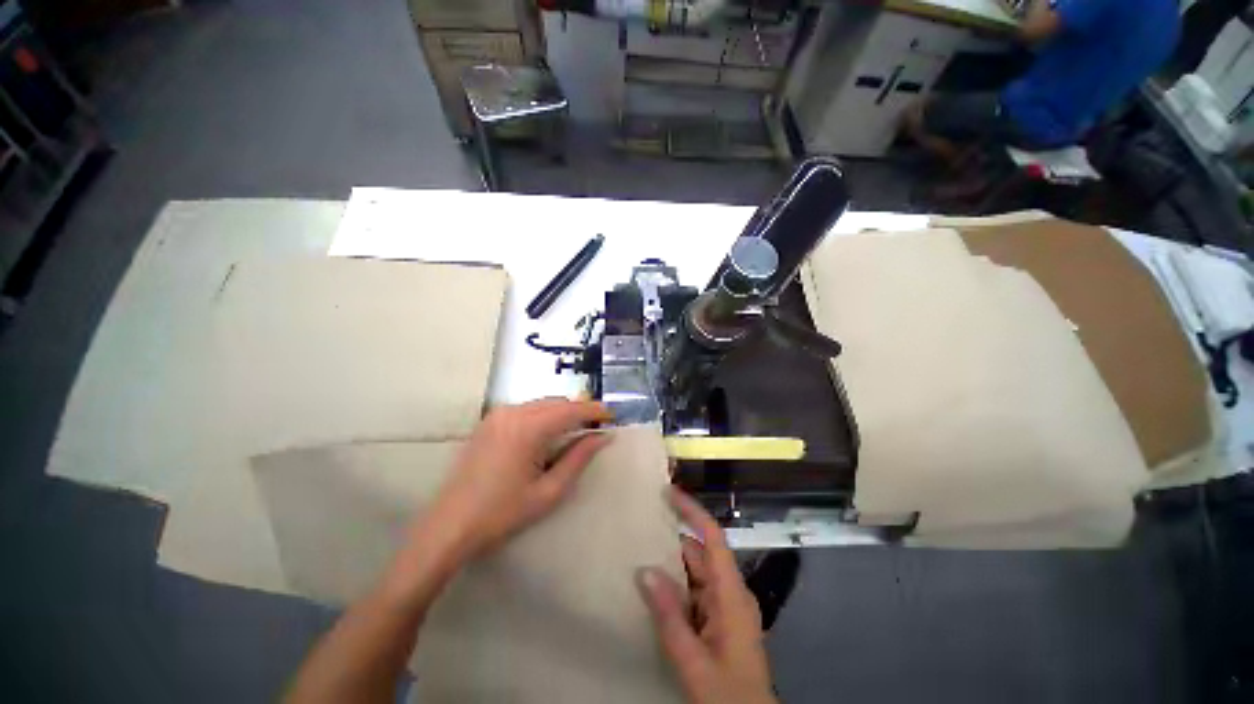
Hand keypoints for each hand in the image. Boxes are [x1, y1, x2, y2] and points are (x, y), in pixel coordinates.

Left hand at [417, 398, 612, 560]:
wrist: (449, 525)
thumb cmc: (502, 513)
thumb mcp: (549, 491)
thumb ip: (579, 458)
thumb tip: (603, 437)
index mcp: (528, 428)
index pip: (571, 410)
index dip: (594, 410)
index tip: (611, 417)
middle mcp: (513, 412)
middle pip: (556, 402)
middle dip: (578, 411)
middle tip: (595, 428)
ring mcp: (497, 414)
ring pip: (541, 404)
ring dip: (561, 413)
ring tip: (574, 432)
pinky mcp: (489, 421)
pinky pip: (525, 410)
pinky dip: (543, 416)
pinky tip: (546, 435)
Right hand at [636, 489, 776, 703]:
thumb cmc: (728, 695)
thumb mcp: (694, 661)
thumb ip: (669, 617)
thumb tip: (644, 570)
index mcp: (732, 595)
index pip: (713, 538)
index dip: (692, 511)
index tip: (669, 492)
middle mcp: (730, 593)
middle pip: (700, 554)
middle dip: (672, 539)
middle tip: (640, 526)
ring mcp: (725, 608)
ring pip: (695, 574)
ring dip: (670, 565)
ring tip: (638, 553)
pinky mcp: (718, 622)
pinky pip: (694, 593)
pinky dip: (674, 588)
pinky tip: (652, 591)